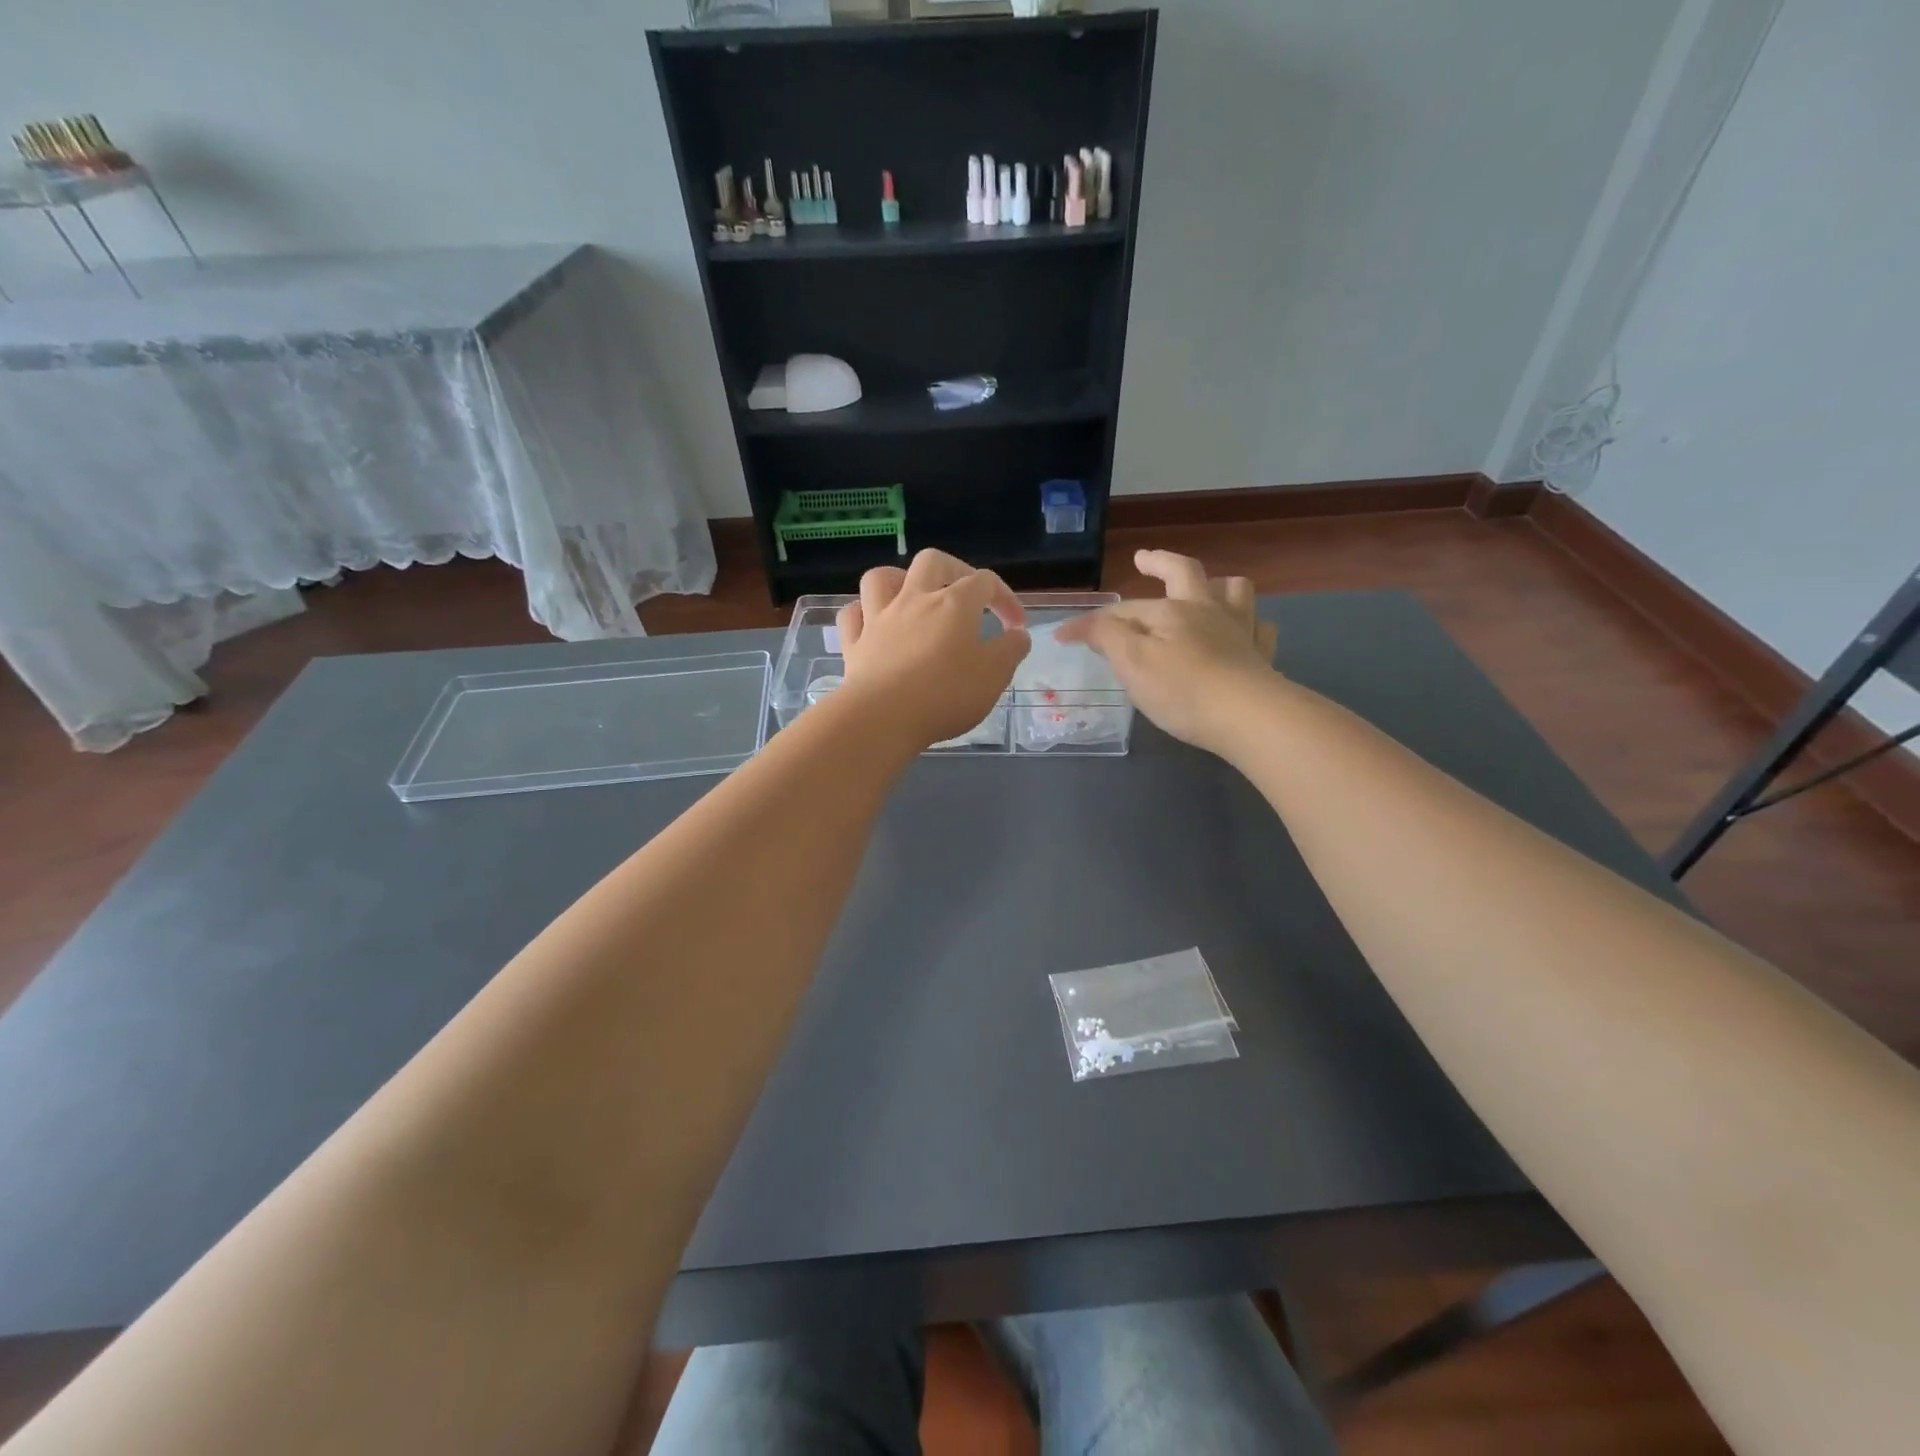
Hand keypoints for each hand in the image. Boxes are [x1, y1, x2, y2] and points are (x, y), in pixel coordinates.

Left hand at [836, 550, 1030, 750]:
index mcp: (954, 604)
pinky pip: (852, 615)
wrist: (882, 718)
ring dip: (899, 580)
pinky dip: (863, 613)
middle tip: (966, 595)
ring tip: (912, 597)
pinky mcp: (854, 644)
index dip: (1005, 598)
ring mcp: (879, 619)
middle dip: (954, 570)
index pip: (986, 582)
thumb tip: (1017, 634)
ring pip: (882, 578)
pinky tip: (873, 624)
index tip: (1016, 626)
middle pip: (933, 562)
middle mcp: (915, 600)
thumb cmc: (945, 695)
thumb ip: (1010, 651)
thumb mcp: (994, 676)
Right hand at [1055, 550, 1278, 754]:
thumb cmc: (1182, 689)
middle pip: (1185, 573)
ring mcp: (1240, 631)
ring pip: (1234, 591)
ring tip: (1206, 589)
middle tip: (1144, 559)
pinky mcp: (1261, 658)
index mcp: (1171, 611)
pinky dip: (1251, 626)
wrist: (1249, 717)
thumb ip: (1105, 637)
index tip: (1063, 636)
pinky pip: (1261, 630)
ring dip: (1216, 585)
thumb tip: (1077, 624)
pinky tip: (1244, 633)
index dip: (1093, 621)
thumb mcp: (1131, 662)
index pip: (1124, 610)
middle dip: (1160, 563)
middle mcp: (1207, 611)